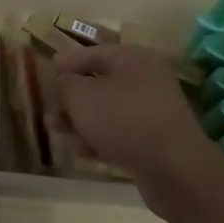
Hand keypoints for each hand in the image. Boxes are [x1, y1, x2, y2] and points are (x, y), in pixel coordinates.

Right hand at [51, 44, 220, 211]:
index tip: (49, 67)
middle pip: (101, 83)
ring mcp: (154, 111)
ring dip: (83, 121)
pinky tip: (83, 152)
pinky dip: (101, 139)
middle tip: (51, 107)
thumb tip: (67, 82)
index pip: (94, 53)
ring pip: (109, 111)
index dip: (69, 60)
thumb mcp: (82, 96)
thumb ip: (67, 84)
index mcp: (133, 58)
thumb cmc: (123, 119)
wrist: (174, 169)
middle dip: (72, 98)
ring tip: (59, 132)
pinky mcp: (156, 141)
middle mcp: (147, 79)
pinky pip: (122, 134)